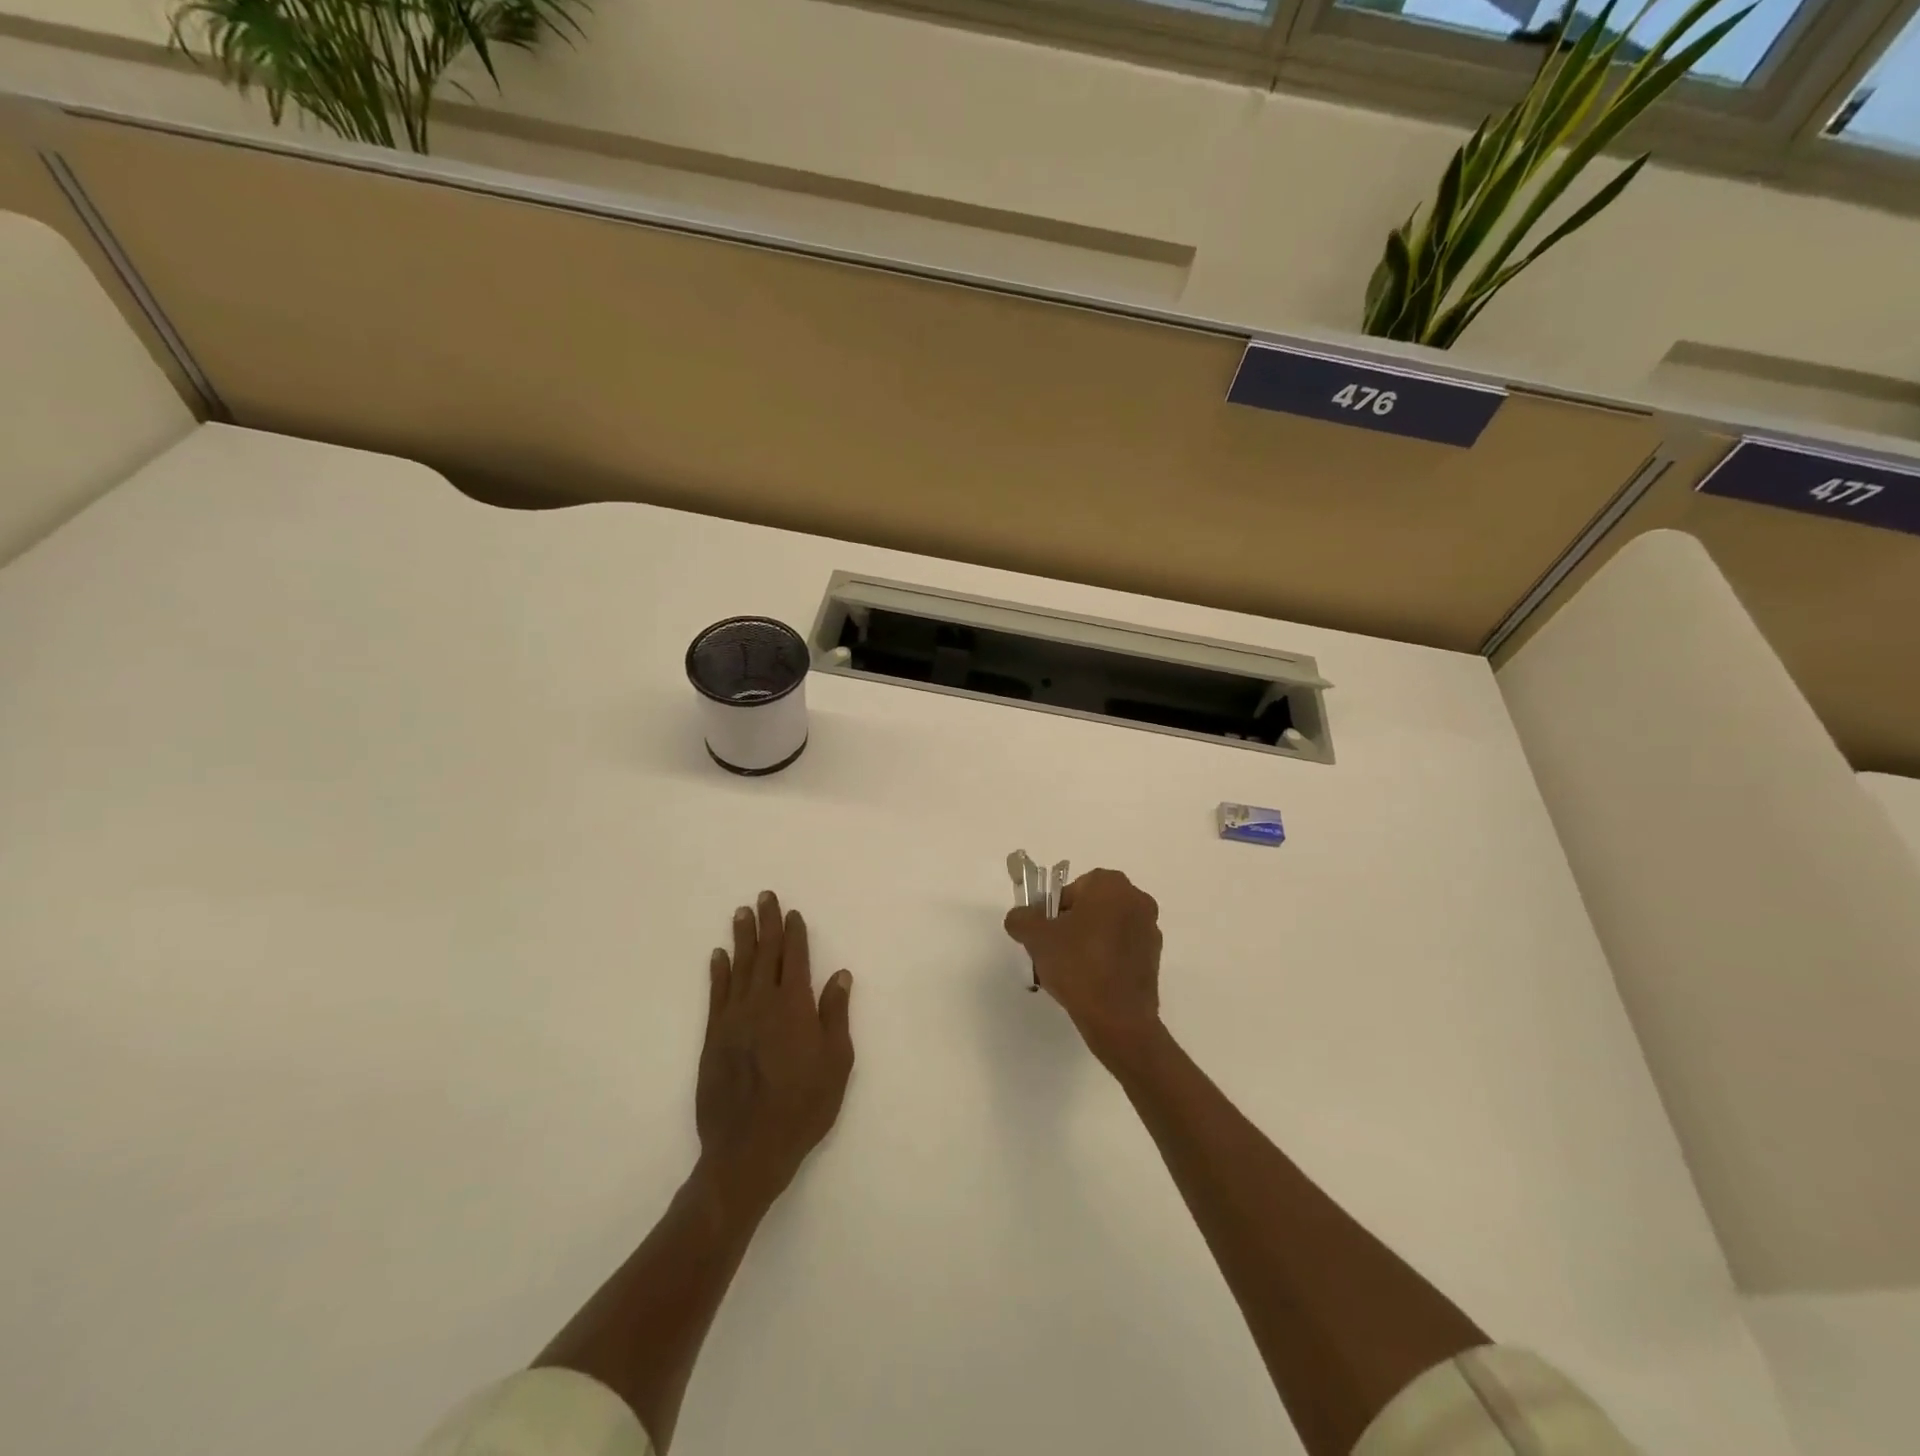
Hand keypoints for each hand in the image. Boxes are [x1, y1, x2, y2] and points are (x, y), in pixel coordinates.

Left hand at [695, 891, 854, 1217]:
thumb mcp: (836, 1062)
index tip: (792, 913)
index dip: (794, 933)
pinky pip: (716, 993)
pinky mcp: (713, 1037)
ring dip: (741, 938)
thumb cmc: (803, 1106)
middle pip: (765, 953)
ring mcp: (734, 1018)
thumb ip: (836, 1014)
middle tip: (764, 896)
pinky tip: (718, 955)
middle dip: (766, 923)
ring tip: (741, 914)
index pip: (795, 958)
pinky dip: (718, 971)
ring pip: (739, 967)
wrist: (748, 1148)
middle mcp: (762, 1002)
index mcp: (795, 1006)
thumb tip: (840, 974)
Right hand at [1004, 868, 1162, 1063]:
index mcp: (1110, 885)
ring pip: (1106, 928)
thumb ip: (1021, 919)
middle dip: (1071, 926)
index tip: (1045, 936)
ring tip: (1071, 972)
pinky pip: (1121, 948)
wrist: (1119, 1019)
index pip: (1071, 889)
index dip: (1053, 912)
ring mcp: (1149, 929)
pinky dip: (1106, 958)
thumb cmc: (1078, 966)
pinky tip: (1091, 982)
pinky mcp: (1154, 957)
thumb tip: (1020, 917)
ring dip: (1088, 942)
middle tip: (1055, 952)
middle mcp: (1136, 899)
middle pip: (1090, 907)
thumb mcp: (1036, 938)